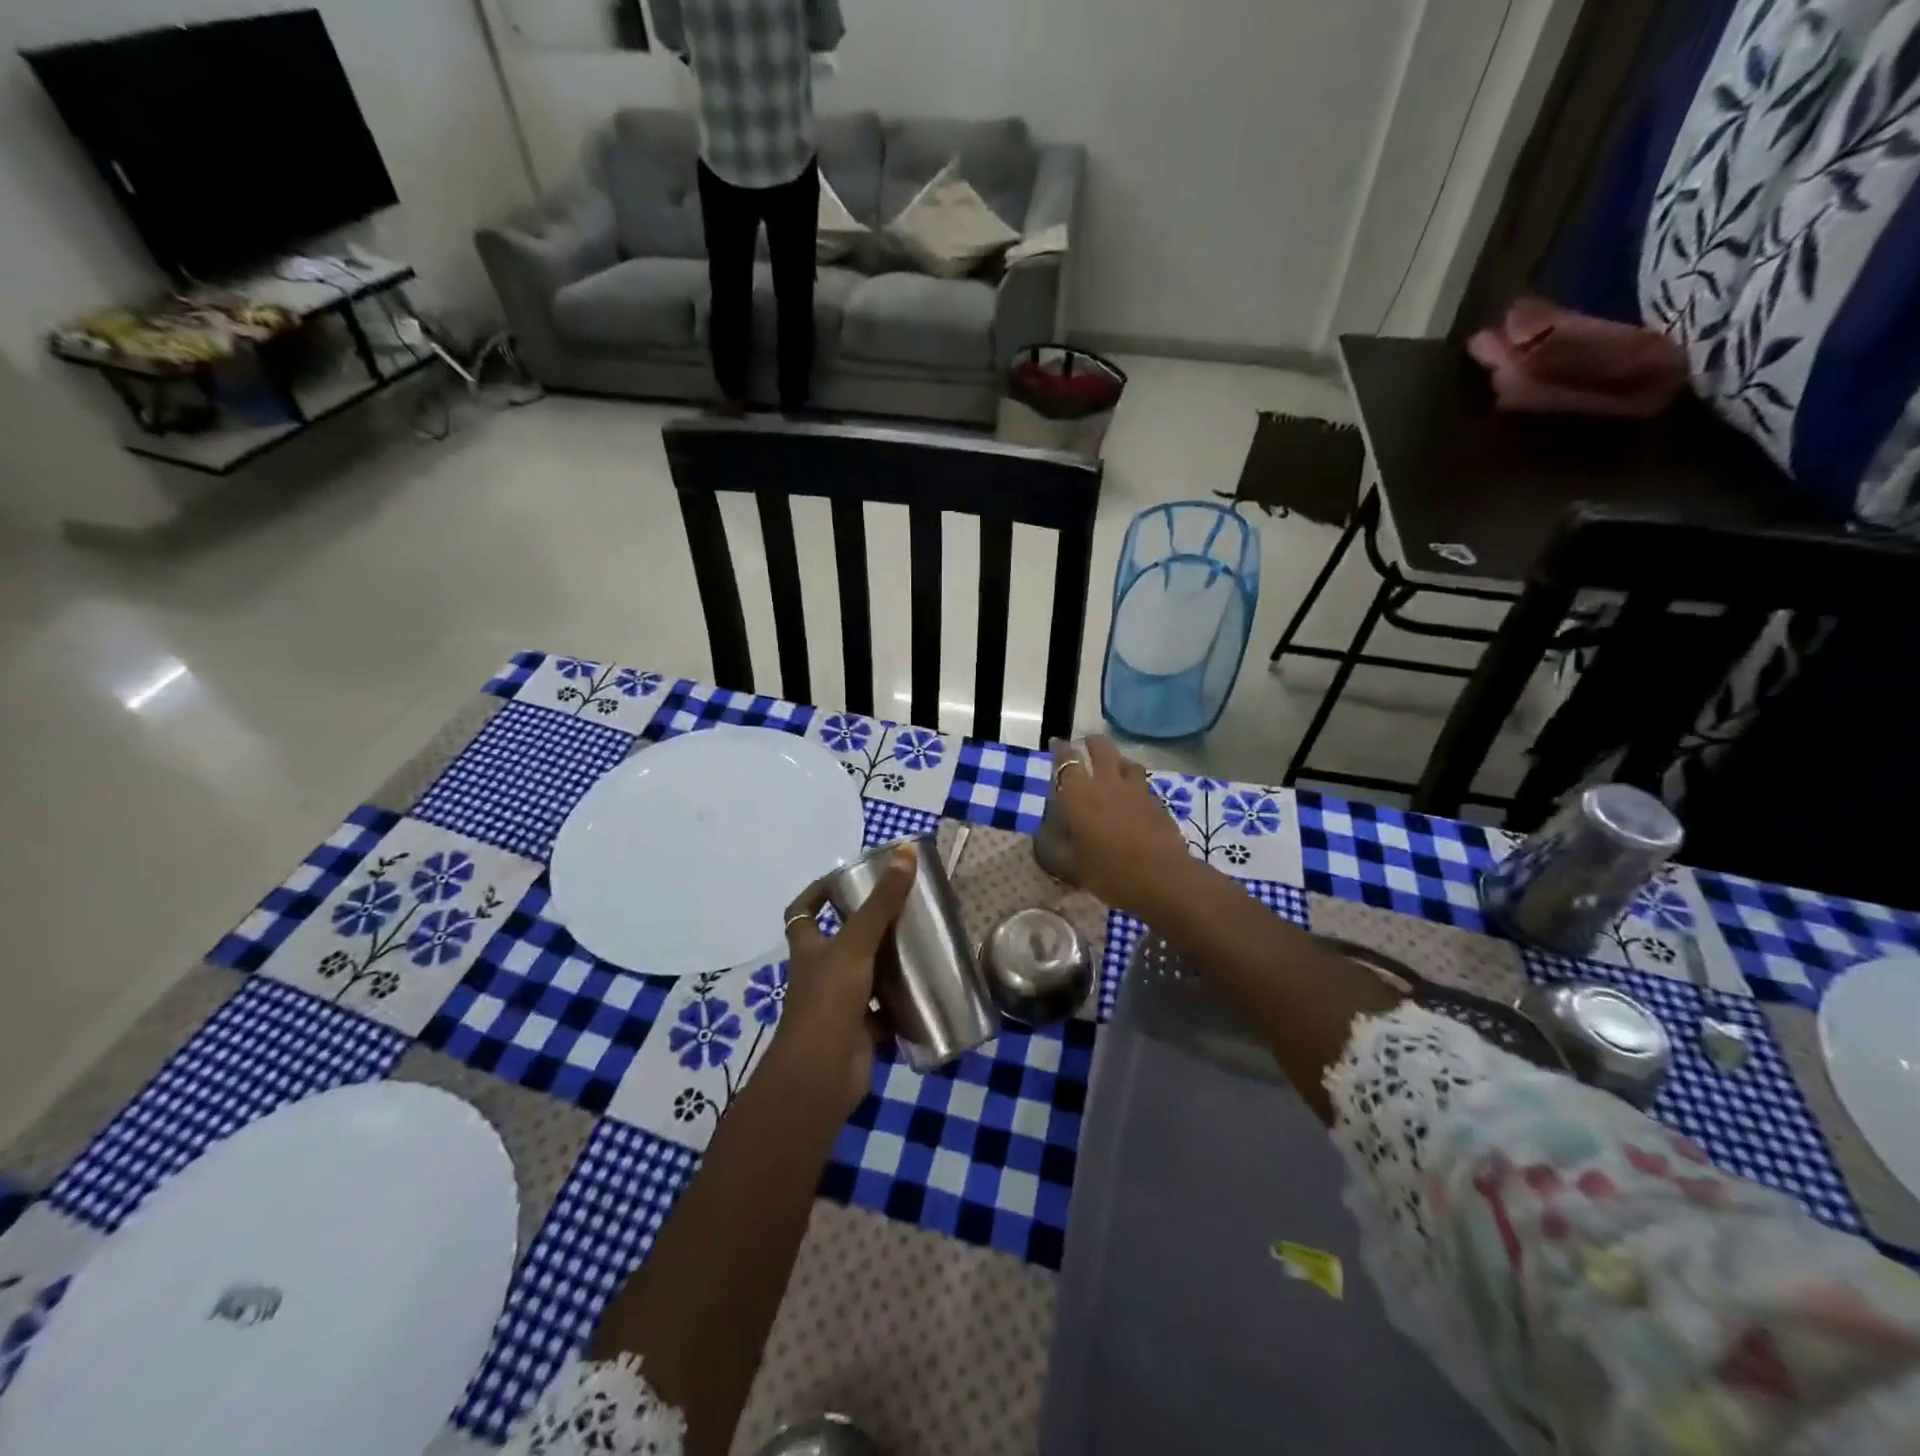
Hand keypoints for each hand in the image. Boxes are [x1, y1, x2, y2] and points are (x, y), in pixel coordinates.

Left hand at [770, 844, 917, 1115]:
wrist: (820, 1075)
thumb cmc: (829, 1000)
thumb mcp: (856, 944)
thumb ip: (882, 902)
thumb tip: (906, 853)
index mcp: (810, 949)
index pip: (803, 912)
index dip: (818, 893)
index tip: (847, 878)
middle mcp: (821, 974)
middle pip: (841, 942)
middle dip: (868, 926)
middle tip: (903, 907)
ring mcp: (840, 1004)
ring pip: (866, 976)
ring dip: (889, 963)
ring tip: (922, 942)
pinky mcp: (861, 1032)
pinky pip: (885, 1011)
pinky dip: (903, 1003)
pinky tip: (928, 988)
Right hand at [1050, 735, 1193, 916]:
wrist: (1160, 878)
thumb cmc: (1108, 872)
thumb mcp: (1071, 866)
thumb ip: (1056, 848)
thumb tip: (1045, 839)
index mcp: (1078, 794)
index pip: (1066, 761)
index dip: (1060, 750)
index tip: (1057, 744)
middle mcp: (1106, 782)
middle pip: (1100, 748)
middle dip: (1091, 743)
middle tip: (1086, 747)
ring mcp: (1135, 789)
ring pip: (1125, 760)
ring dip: (1116, 759)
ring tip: (1112, 766)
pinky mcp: (1156, 800)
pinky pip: (1142, 782)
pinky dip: (1133, 782)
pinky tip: (1132, 794)